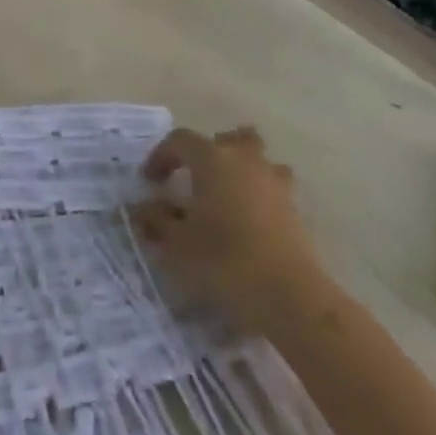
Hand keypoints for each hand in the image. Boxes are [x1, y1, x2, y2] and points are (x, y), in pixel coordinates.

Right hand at [133, 126, 318, 332]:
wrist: (289, 295)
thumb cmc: (224, 260)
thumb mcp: (177, 244)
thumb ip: (156, 221)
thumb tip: (142, 209)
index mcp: (212, 158)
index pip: (180, 140)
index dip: (161, 156)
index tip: (150, 182)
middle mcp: (244, 159)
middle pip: (226, 139)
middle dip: (208, 153)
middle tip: (193, 179)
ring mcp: (274, 180)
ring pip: (256, 158)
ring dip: (239, 169)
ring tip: (225, 196)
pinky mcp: (294, 207)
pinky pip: (272, 185)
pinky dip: (258, 194)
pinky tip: (248, 220)